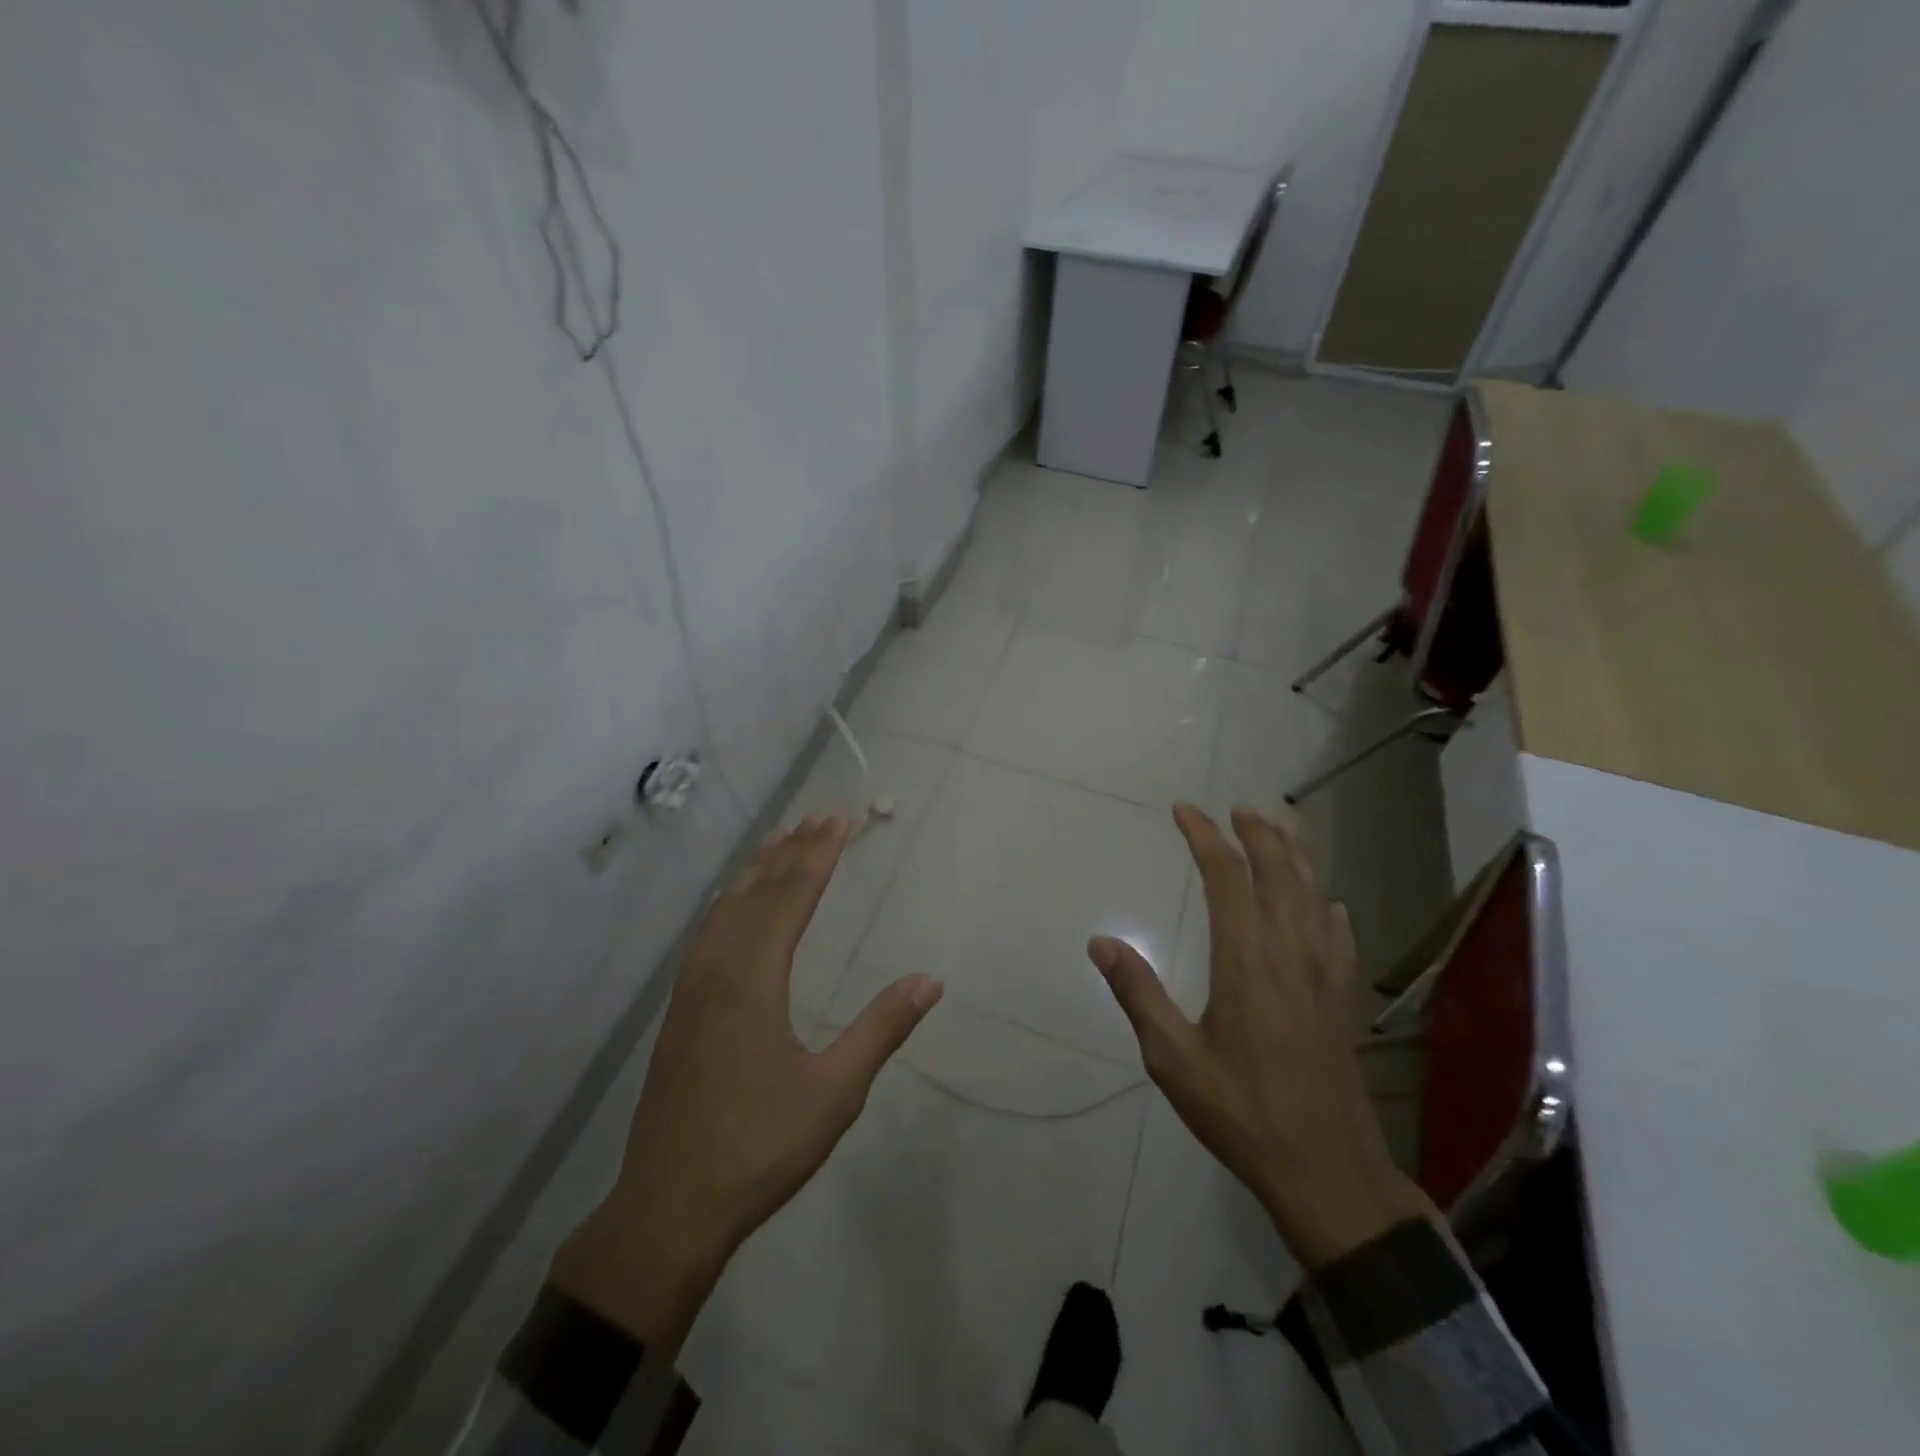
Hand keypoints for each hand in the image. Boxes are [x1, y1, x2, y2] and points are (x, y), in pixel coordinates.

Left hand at [550, 816, 943, 1353]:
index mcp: (753, 981)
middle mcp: (718, 970)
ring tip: (782, 840)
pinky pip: (709, 932)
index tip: (840, 819)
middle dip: (791, 850)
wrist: (668, 1208)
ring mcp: (692, 989)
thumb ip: (881, 1029)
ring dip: (758, 870)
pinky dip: (731, 900)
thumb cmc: (758, 1148)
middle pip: (757, 892)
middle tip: (820, 816)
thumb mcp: (835, 1093)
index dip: (818, 855)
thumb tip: (930, 980)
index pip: (790, 898)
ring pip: (726, 908)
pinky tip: (737, 905)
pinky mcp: (680, 1010)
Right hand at [1089, 804, 1429, 1268]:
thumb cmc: (1242, 1111)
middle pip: (1278, 872)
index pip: (1227, 877)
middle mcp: (1289, 952)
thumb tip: (1101, 942)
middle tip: (1237, 808)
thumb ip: (1138, 993)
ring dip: (1295, 856)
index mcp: (1246, 959)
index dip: (1205, 837)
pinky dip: (1327, 907)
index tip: (1184, 811)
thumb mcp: (1173, 1059)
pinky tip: (1328, 904)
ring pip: (1312, 894)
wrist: (1327, 1169)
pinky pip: (1338, 935)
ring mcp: (1323, 974)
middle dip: (1257, 833)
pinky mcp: (1341, 998)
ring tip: (1281, 829)